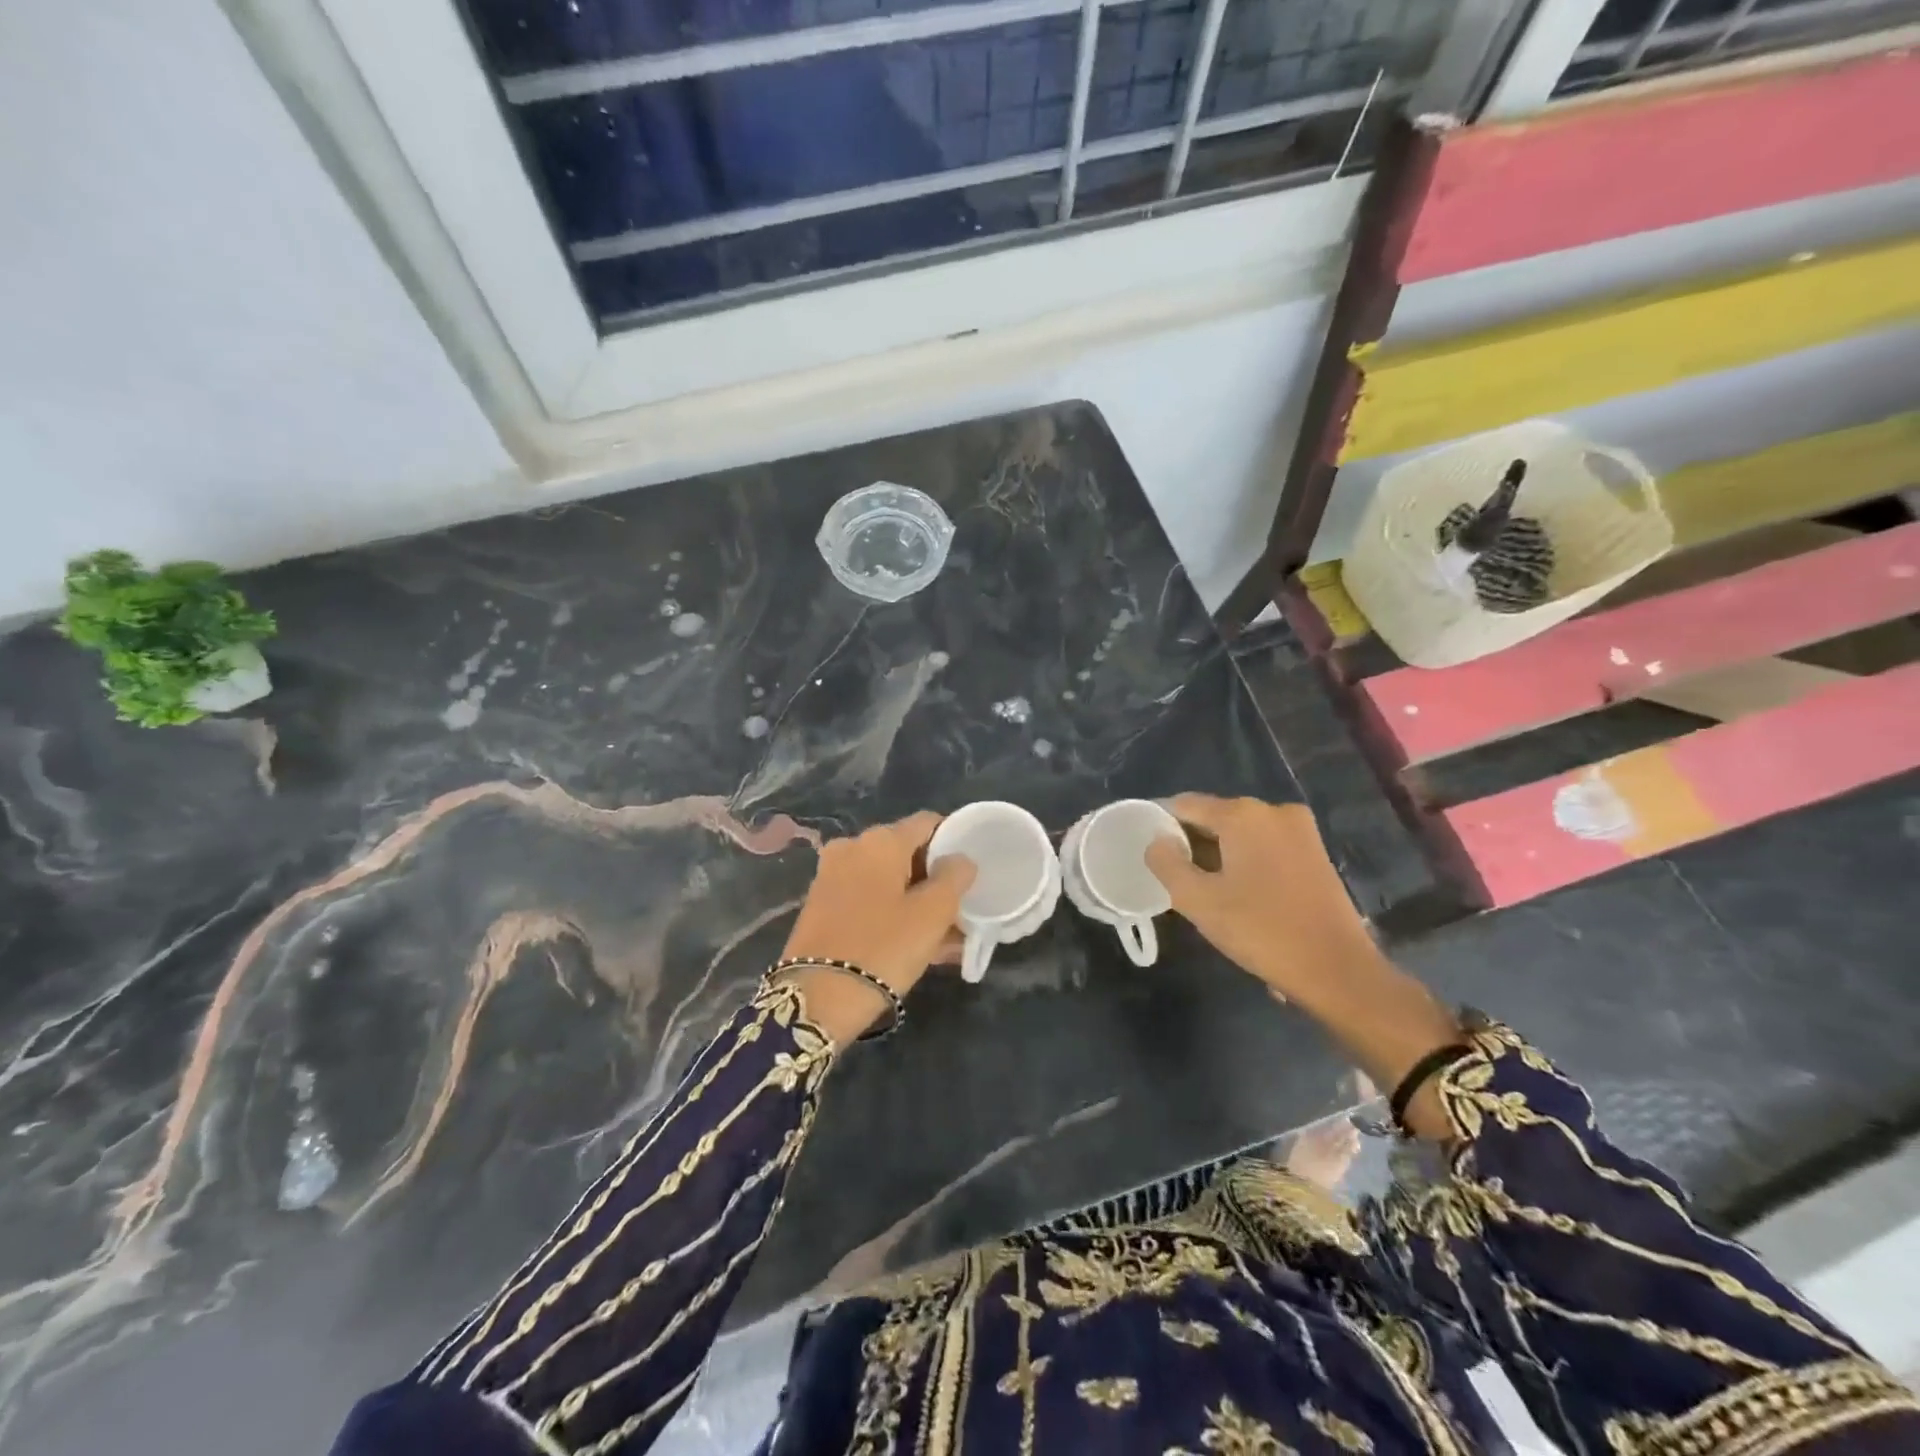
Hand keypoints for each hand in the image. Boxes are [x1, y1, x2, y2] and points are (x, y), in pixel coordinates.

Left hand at [781, 812, 975, 1044]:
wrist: (816, 999)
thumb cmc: (884, 947)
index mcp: (880, 840)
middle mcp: (852, 847)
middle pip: (906, 853)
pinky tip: (913, 944)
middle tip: (959, 911)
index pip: (928, 824)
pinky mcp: (821, 906)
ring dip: (915, 902)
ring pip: (887, 881)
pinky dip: (891, 914)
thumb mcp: (933, 913)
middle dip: (934, 880)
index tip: (970, 872)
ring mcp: (831, 876)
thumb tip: (959, 860)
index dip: (954, 842)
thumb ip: (954, 877)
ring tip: (944, 938)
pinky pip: (868, 900)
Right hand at [1144, 796, 1382, 1003]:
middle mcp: (1273, 810)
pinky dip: (1245, 860)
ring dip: (1219, 854)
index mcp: (1242, 815)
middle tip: (1174, 878)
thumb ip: (1167, 864)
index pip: (1184, 805)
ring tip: (1205, 890)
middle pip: (1214, 816)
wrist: (1338, 970)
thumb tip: (1156, 841)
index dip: (1160, 825)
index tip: (1148, 852)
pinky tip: (1239, 892)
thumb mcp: (1199, 901)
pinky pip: (1265, 845)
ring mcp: (1300, 830)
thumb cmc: (1262, 931)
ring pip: (1241, 832)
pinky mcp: (1315, 852)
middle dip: (1191, 842)